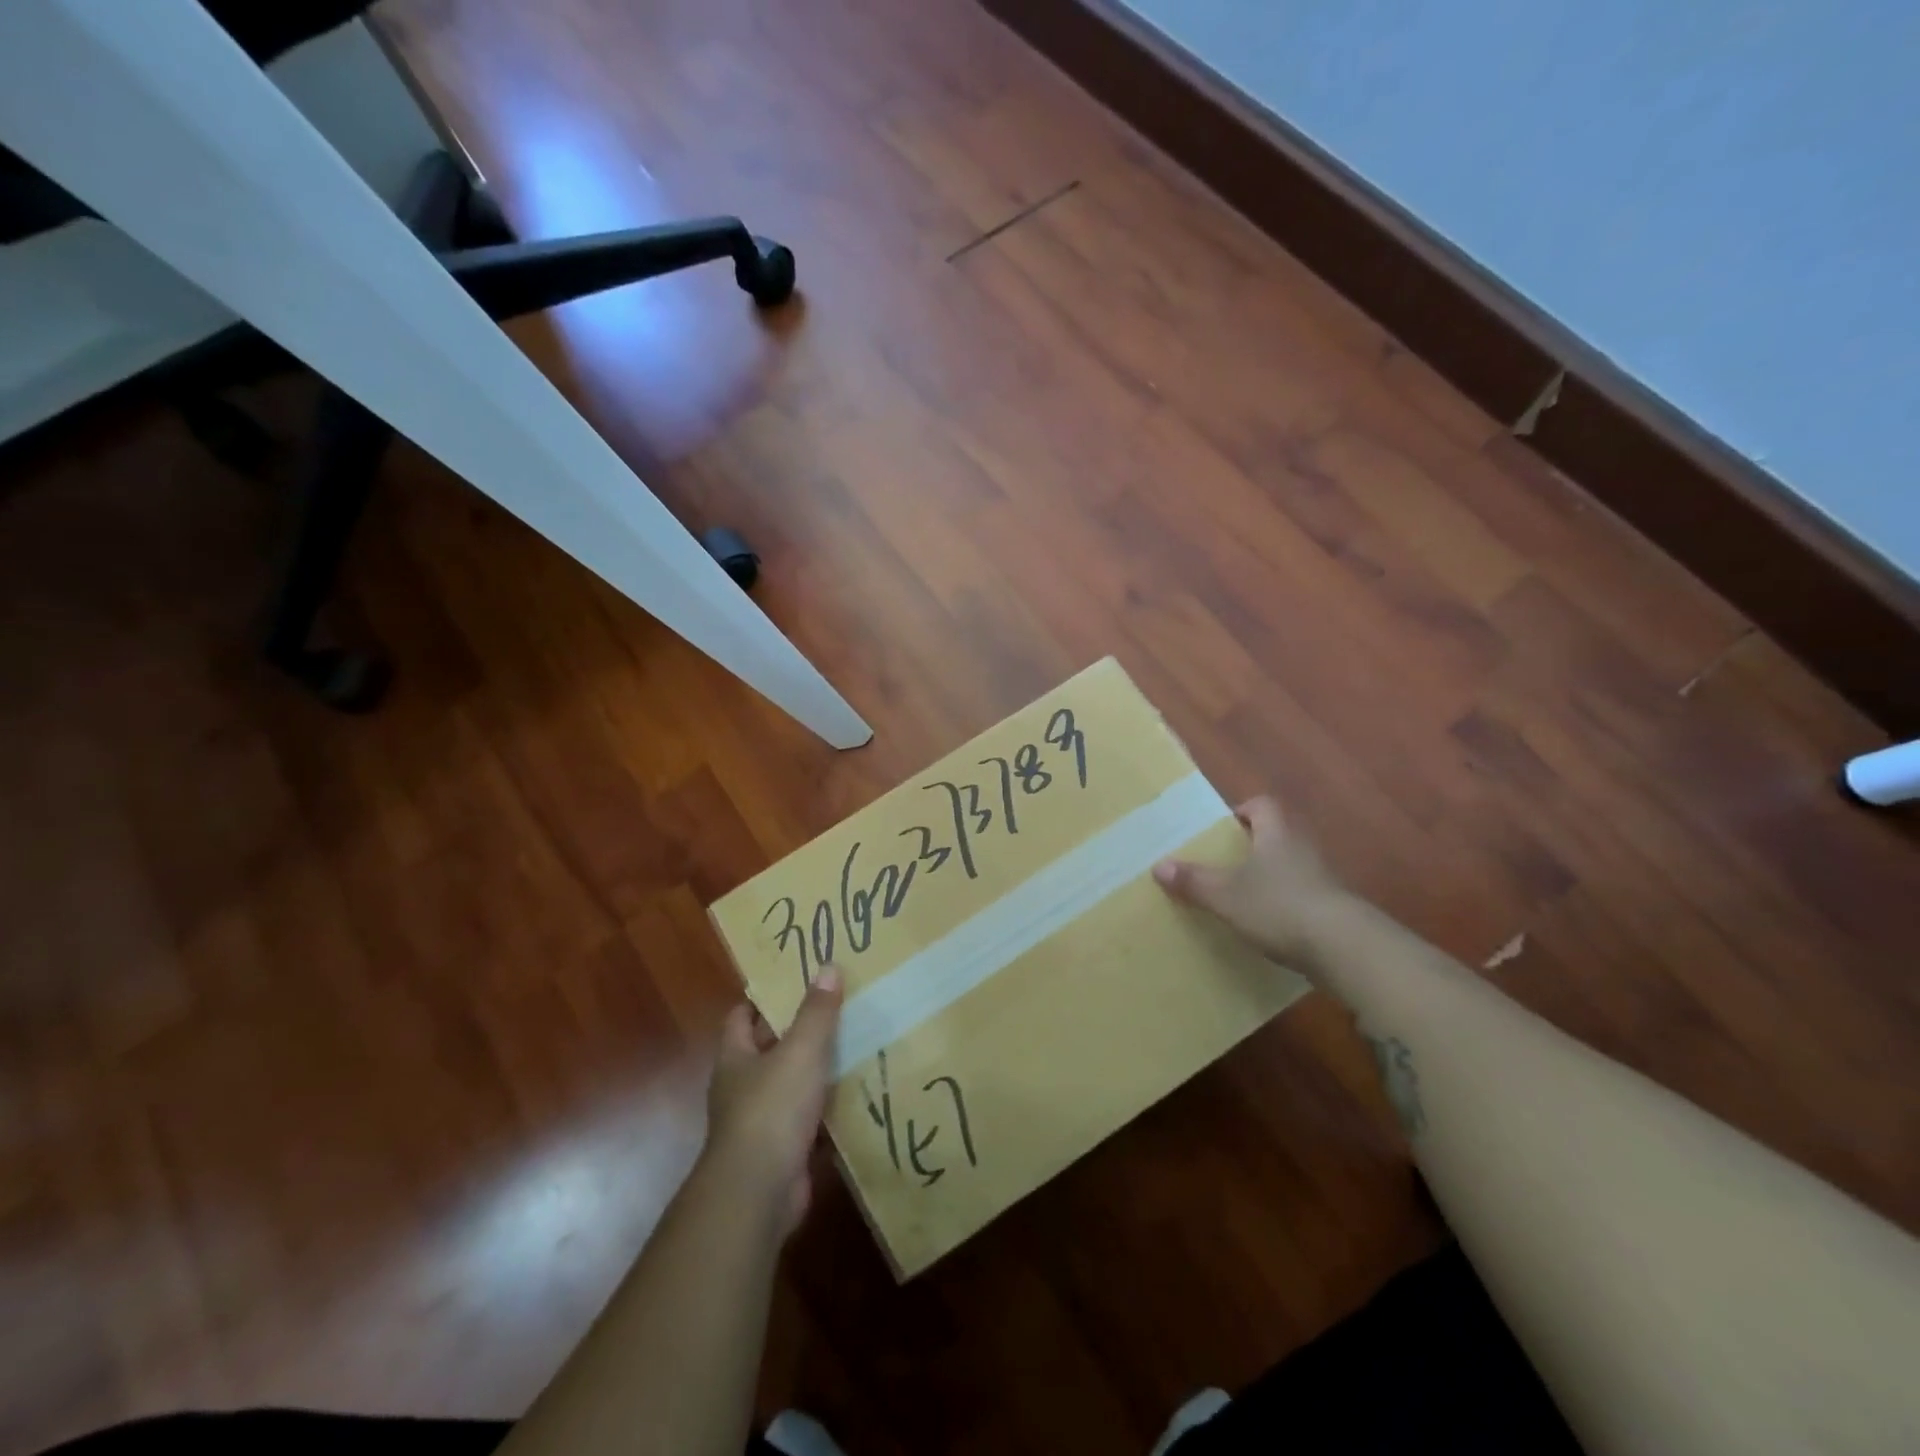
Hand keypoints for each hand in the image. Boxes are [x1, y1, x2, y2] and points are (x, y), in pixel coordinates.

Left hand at [705, 967, 842, 1235]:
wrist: (759, 1193)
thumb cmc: (771, 1109)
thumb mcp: (800, 1050)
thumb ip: (816, 1012)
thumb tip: (828, 967)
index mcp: (736, 1058)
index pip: (741, 1016)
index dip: (765, 998)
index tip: (797, 981)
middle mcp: (743, 1087)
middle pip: (770, 1049)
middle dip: (800, 1031)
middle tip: (839, 1006)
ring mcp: (762, 1122)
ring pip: (793, 1085)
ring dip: (818, 1071)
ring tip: (858, 1043)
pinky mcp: (784, 1150)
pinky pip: (810, 1120)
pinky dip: (830, 1109)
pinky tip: (860, 1094)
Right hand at [1153, 796, 1352, 964]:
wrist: (1345, 948)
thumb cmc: (1279, 906)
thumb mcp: (1225, 895)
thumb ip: (1193, 881)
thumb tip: (1159, 866)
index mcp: (1277, 833)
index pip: (1262, 805)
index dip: (1241, 810)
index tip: (1221, 828)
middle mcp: (1303, 848)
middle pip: (1276, 835)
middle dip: (1251, 847)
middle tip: (1222, 863)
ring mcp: (1323, 879)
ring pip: (1289, 867)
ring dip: (1269, 877)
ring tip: (1240, 896)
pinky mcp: (1334, 909)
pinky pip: (1302, 897)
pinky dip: (1284, 905)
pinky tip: (1267, 926)